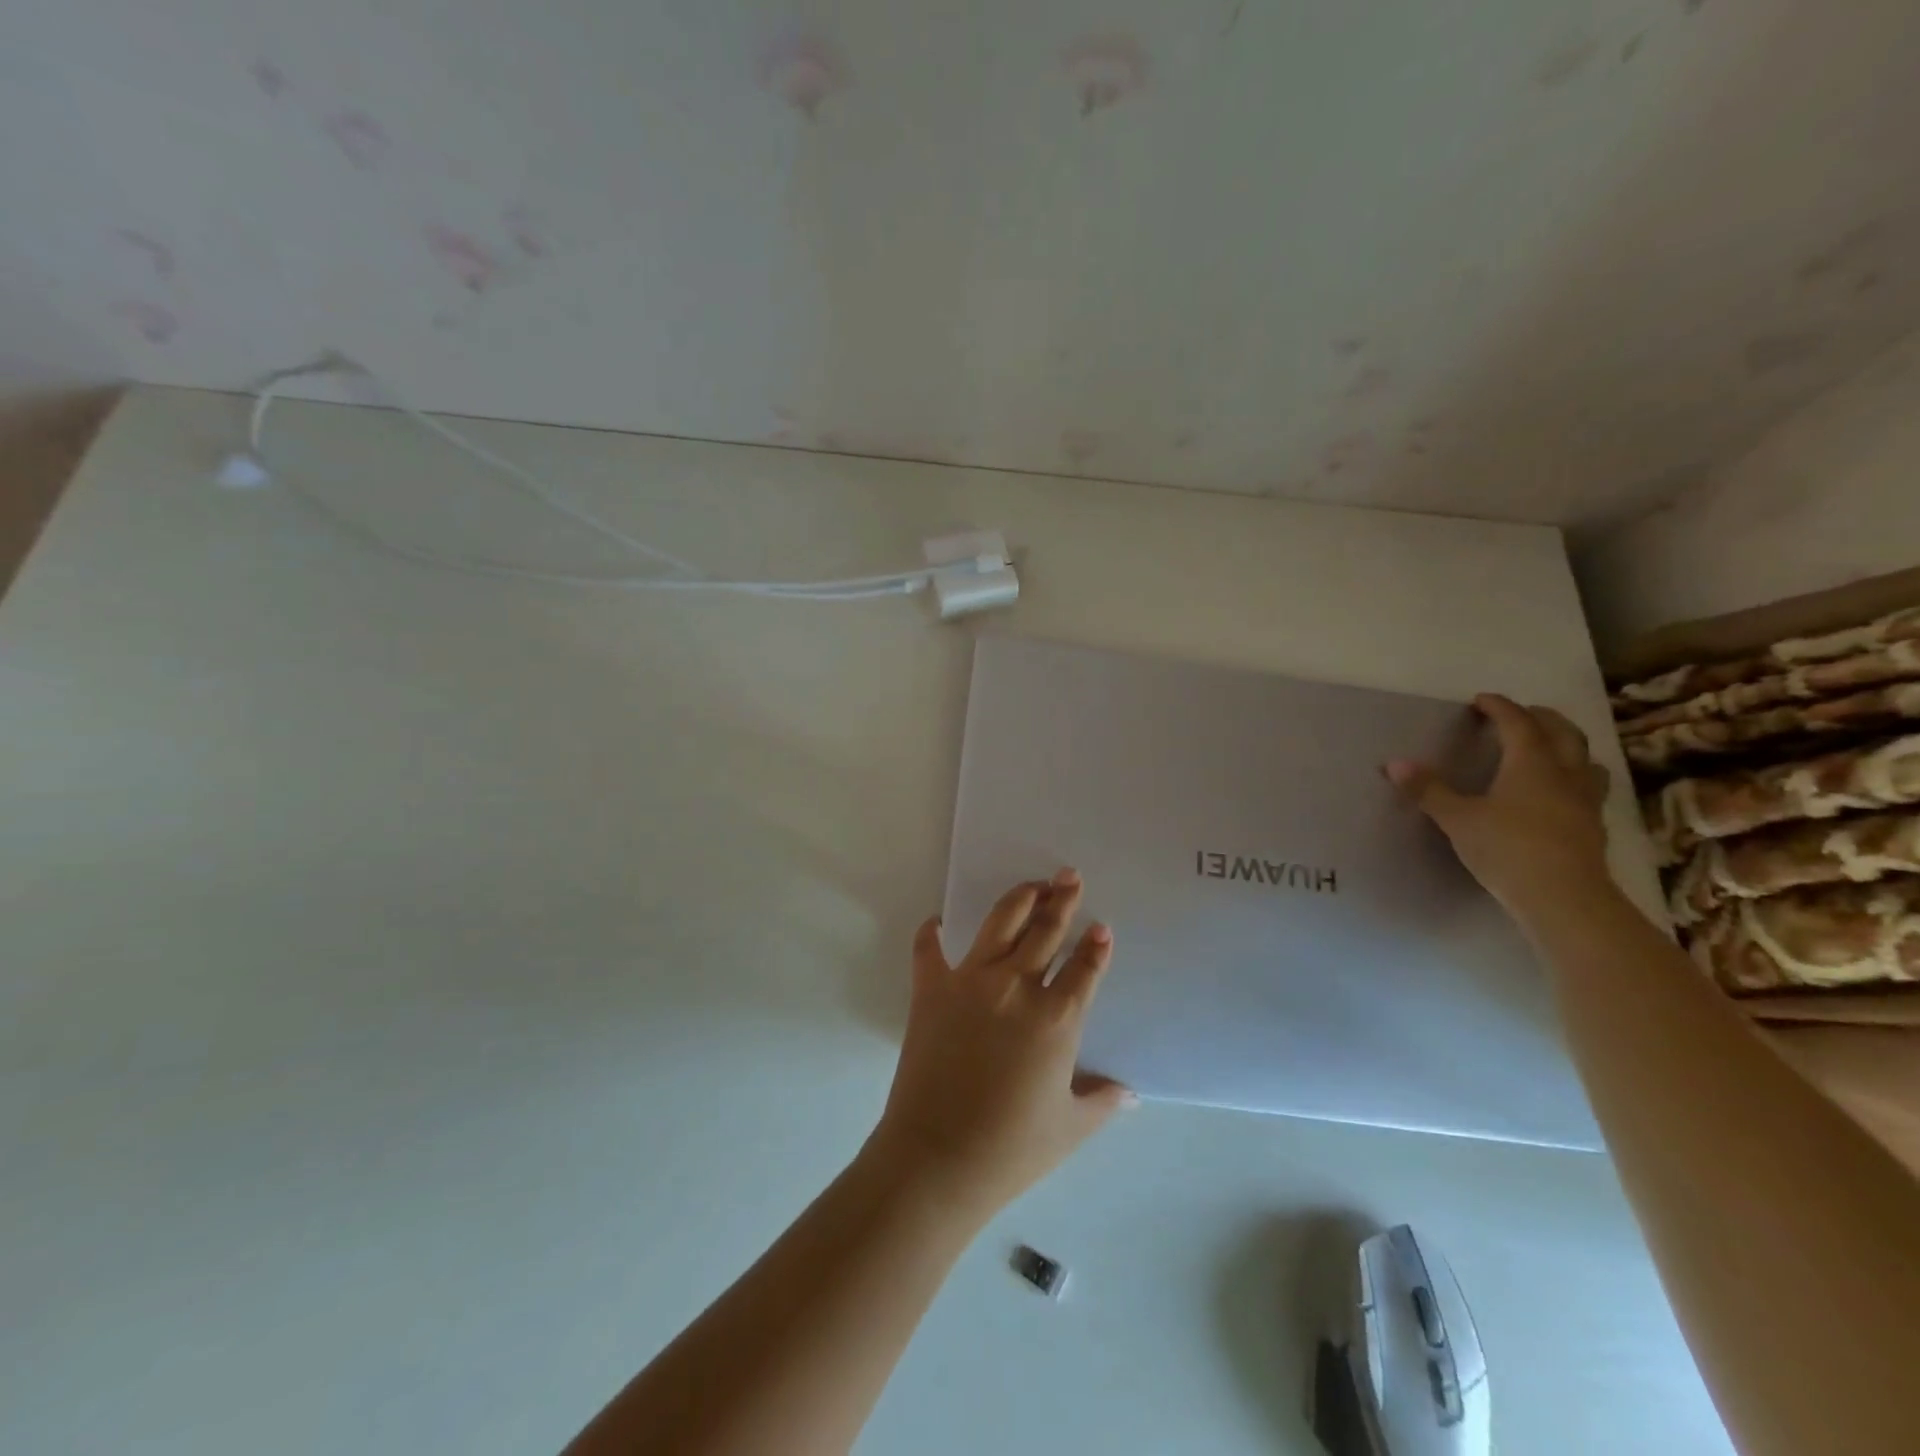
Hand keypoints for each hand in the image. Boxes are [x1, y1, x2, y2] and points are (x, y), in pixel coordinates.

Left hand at [867, 869, 1135, 1221]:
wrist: (938, 1158)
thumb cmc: (1012, 1148)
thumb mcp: (1070, 1127)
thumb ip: (1102, 1101)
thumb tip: (1130, 1094)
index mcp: (1056, 1019)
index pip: (1084, 968)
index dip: (1096, 946)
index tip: (1101, 927)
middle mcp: (1016, 987)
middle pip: (1045, 930)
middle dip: (1061, 899)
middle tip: (1068, 876)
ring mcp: (970, 982)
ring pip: (999, 923)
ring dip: (1019, 899)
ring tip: (1031, 885)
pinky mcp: (930, 989)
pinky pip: (928, 949)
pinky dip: (931, 933)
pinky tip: (937, 922)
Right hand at [1386, 693, 1613, 919]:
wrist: (1564, 898)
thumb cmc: (1507, 849)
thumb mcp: (1457, 819)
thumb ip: (1429, 790)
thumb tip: (1394, 763)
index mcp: (1532, 763)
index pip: (1518, 723)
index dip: (1500, 707)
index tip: (1482, 700)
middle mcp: (1565, 774)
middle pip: (1563, 733)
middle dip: (1541, 718)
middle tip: (1521, 714)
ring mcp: (1585, 801)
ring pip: (1586, 760)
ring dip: (1568, 747)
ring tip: (1551, 749)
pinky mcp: (1593, 827)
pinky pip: (1589, 788)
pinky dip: (1574, 778)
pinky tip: (1561, 794)